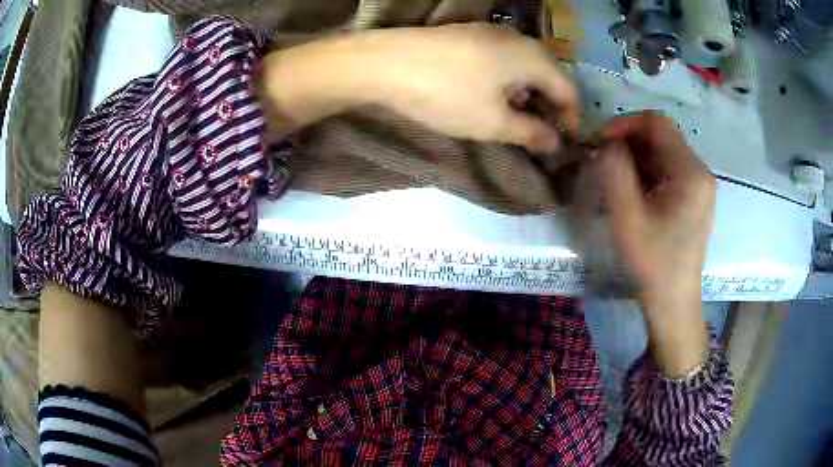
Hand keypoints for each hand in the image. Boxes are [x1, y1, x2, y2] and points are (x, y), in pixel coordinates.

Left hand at [257, 24, 579, 152]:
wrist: (385, 63)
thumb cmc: (446, 94)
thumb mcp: (494, 123)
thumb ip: (531, 133)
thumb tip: (555, 141)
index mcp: (534, 57)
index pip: (568, 91)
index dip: (571, 119)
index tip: (564, 143)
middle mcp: (519, 39)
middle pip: (549, 75)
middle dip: (549, 107)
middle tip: (540, 135)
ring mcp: (492, 32)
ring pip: (525, 66)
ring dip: (528, 94)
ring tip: (516, 119)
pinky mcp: (470, 34)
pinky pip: (503, 59)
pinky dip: (507, 81)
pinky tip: (492, 96)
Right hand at [589, 113, 714, 375]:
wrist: (673, 303)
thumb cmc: (653, 264)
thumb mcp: (627, 217)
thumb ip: (614, 172)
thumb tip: (605, 144)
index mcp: (691, 173)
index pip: (658, 124)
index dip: (625, 124)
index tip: (599, 141)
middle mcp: (700, 172)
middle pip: (662, 136)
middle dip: (629, 141)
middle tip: (602, 158)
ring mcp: (699, 186)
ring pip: (664, 152)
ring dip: (636, 157)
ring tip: (613, 175)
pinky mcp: (694, 198)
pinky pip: (668, 170)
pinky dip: (647, 171)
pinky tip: (631, 189)